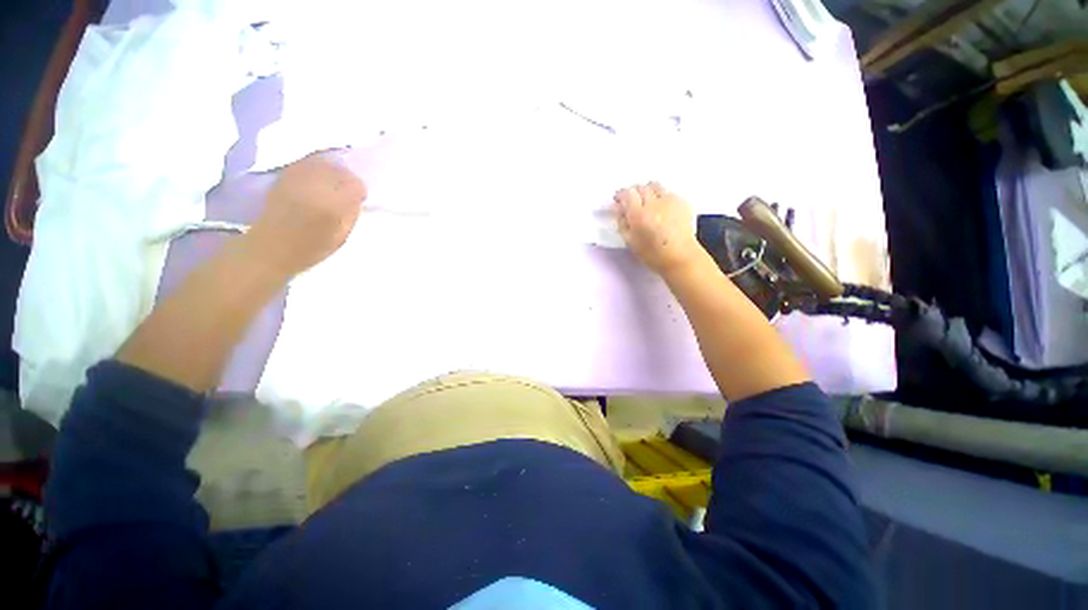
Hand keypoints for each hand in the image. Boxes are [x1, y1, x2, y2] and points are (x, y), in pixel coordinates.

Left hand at [244, 152, 366, 277]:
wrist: (271, 246)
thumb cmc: (312, 247)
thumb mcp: (342, 236)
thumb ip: (351, 213)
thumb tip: (356, 198)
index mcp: (333, 204)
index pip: (355, 185)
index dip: (360, 191)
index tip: (359, 199)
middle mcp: (316, 185)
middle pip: (339, 169)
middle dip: (346, 178)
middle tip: (346, 190)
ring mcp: (297, 178)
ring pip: (322, 162)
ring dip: (332, 170)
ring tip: (332, 182)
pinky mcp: (284, 175)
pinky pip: (306, 162)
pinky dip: (316, 166)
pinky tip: (317, 177)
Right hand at [614, 182, 701, 274]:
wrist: (680, 257)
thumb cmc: (652, 254)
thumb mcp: (630, 241)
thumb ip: (622, 222)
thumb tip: (618, 207)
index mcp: (639, 214)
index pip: (627, 193)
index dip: (621, 194)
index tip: (618, 199)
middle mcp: (654, 203)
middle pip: (641, 187)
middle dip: (633, 191)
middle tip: (631, 200)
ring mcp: (670, 200)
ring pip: (655, 185)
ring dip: (648, 190)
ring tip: (647, 200)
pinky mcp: (683, 201)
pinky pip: (668, 192)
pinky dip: (661, 195)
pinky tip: (661, 206)